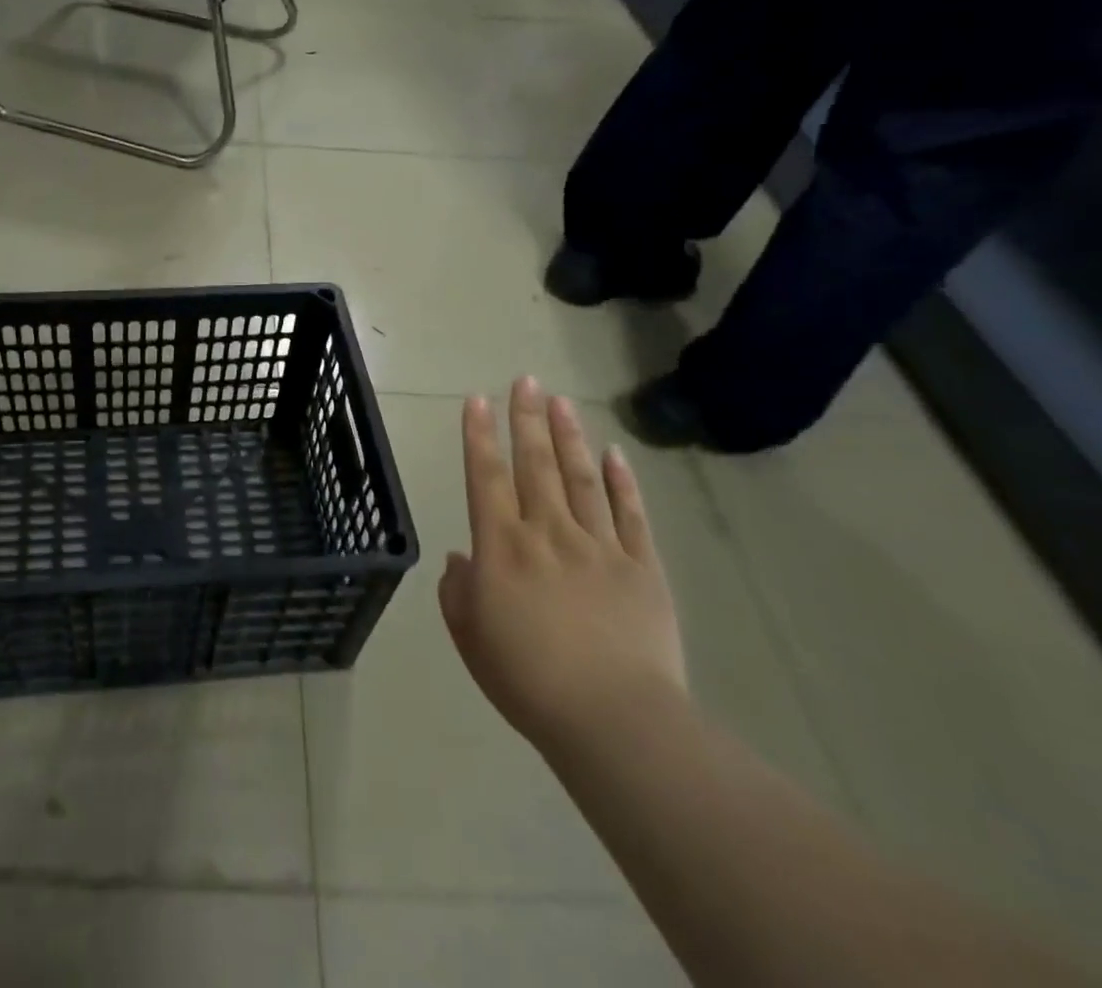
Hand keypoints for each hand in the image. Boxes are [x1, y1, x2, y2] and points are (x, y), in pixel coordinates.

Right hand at [439, 377, 685, 752]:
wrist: (613, 720)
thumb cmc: (527, 680)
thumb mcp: (470, 637)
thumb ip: (459, 591)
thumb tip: (462, 558)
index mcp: (502, 546)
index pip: (486, 476)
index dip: (479, 435)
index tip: (476, 399)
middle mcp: (548, 532)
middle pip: (535, 464)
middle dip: (527, 418)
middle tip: (526, 381)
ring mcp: (599, 546)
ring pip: (581, 478)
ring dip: (569, 437)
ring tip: (561, 402)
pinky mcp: (642, 568)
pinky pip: (630, 515)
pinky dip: (622, 482)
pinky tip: (614, 454)